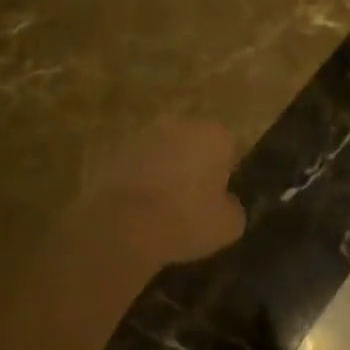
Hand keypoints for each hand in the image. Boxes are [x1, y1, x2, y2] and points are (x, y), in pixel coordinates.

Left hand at [77, 119, 244, 268]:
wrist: (123, 225)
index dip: (225, 174)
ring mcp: (145, 133)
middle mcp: (182, 123)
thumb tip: (226, 203)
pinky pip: (137, 164)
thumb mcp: (227, 226)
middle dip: (194, 165)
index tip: (217, 198)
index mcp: (215, 134)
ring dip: (165, 169)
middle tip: (190, 201)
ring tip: (161, 207)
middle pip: (194, 143)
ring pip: (164, 150)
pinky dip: (139, 178)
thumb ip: (233, 208)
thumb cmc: (185, 220)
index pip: (228, 148)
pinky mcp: (116, 149)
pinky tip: (137, 208)